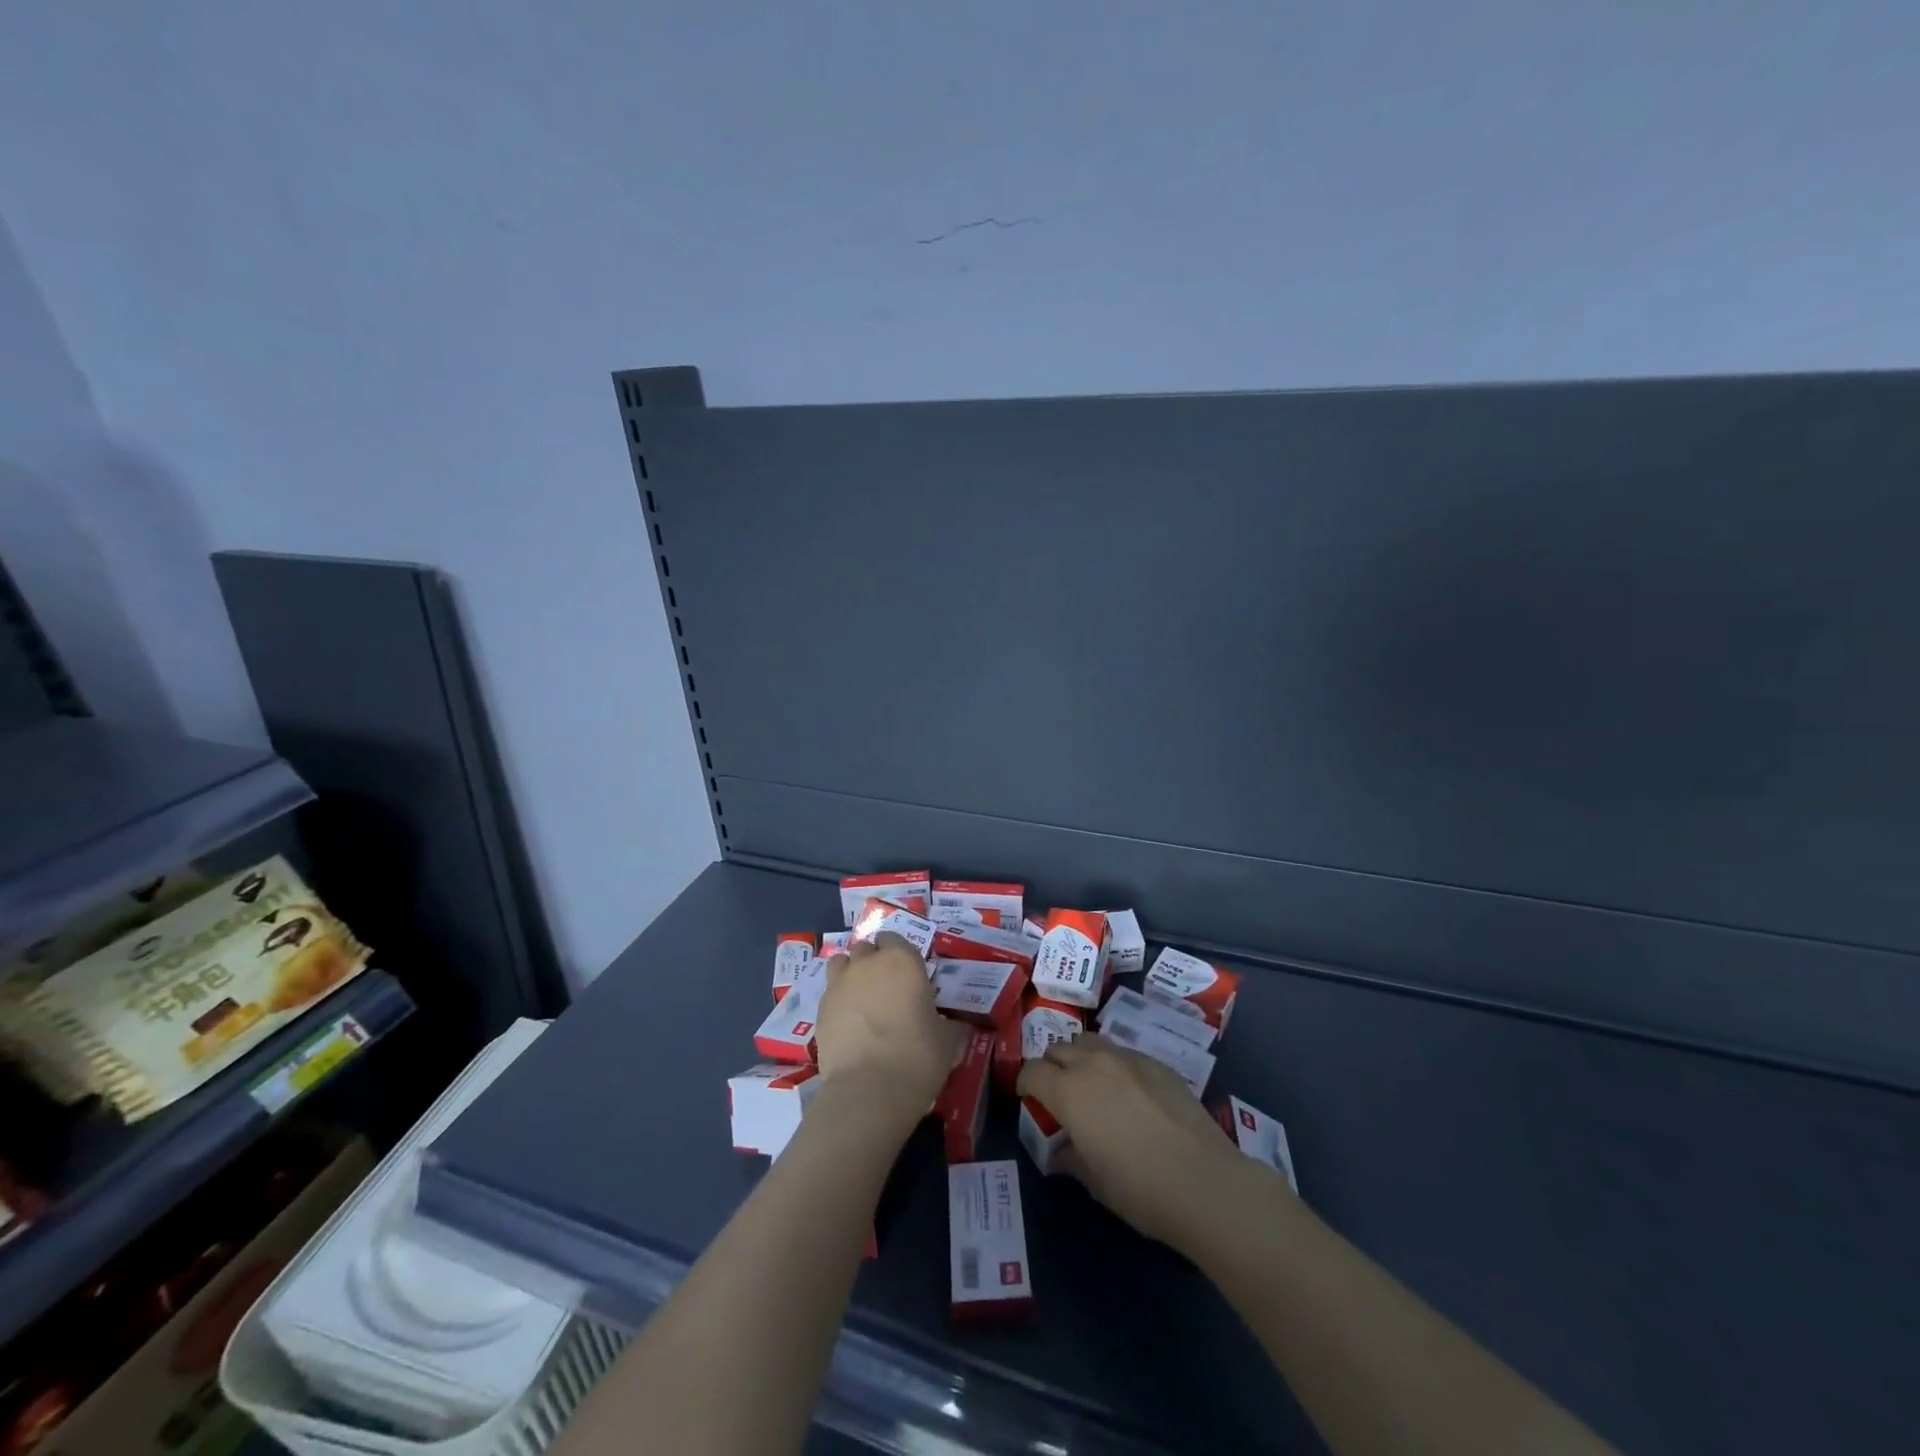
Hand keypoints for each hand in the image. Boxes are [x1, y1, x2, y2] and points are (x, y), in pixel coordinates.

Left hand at [815, 933, 962, 1119]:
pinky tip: (848, 1022)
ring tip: (862, 998)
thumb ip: (948, 1023)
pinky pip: (829, 992)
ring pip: (841, 963)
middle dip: (873, 961)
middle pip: (866, 948)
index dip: (899, 953)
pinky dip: (838, 1000)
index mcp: (903, 960)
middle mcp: (868, 963)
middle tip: (886, 988)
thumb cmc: (917, 1057)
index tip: (907, 974)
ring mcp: (839, 984)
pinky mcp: (820, 1008)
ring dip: (851, 973)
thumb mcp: (947, 1040)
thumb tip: (955, 1025)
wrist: (868, 1090)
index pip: (895, 938)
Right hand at [1018, 1034, 1252, 1249]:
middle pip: (1059, 1048)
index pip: (1032, 1071)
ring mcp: (1128, 1058)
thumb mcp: (1094, 1181)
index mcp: (1069, 1091)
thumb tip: (1059, 1152)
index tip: (1029, 1100)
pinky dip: (1114, 1065)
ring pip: (1091, 1042)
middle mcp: (1093, 1064)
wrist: (1205, 1182)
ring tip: (1092, 1085)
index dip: (1025, 1084)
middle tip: (1059, 1094)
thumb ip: (1069, 1158)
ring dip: (1081, 1058)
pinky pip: (1123, 1053)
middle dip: (1052, 1066)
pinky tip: (1129, 1094)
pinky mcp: (1157, 1063)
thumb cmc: (1140, 1189)